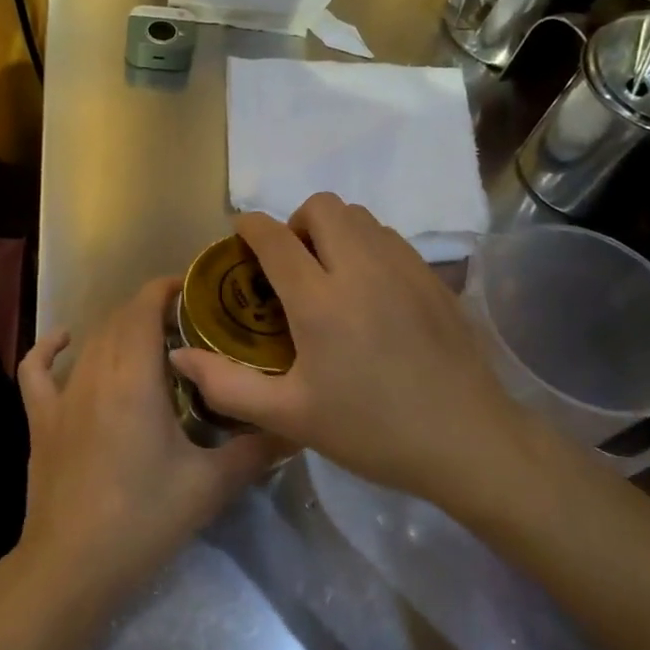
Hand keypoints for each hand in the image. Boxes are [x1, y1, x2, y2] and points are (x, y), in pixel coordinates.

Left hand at [14, 278, 279, 615]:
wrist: (72, 565)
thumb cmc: (143, 519)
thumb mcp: (210, 485)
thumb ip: (255, 450)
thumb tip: (296, 427)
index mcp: (134, 377)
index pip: (145, 309)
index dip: (166, 289)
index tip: (194, 288)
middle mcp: (95, 372)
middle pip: (120, 320)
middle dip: (152, 310)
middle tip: (188, 324)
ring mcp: (62, 395)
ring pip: (91, 341)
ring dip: (118, 330)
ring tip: (150, 339)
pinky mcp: (41, 419)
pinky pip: (37, 370)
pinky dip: (49, 348)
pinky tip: (65, 341)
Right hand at [169, 193, 538, 515]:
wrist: (469, 442)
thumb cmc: (372, 431)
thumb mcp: (290, 416)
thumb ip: (227, 384)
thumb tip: (180, 356)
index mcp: (320, 301)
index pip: (275, 237)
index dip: (250, 227)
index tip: (240, 237)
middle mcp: (362, 269)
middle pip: (322, 207)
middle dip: (296, 223)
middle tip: (291, 265)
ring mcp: (404, 268)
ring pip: (359, 216)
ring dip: (333, 231)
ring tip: (328, 274)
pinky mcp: (433, 277)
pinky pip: (389, 236)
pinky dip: (366, 244)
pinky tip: (368, 290)